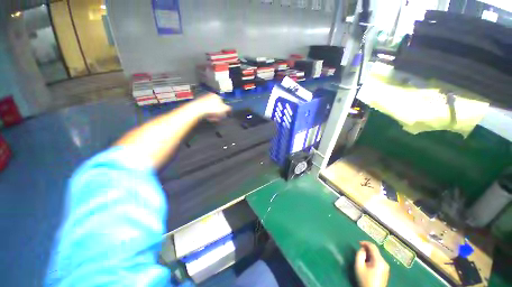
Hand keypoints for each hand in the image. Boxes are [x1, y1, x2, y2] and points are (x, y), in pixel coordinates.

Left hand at [193, 93, 231, 121]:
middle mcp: (210, 96)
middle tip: (218, 117)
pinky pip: (206, 110)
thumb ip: (228, 109)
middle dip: (218, 113)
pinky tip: (208, 117)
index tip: (223, 115)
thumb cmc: (211, 108)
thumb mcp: (224, 109)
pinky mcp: (199, 104)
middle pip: (217, 106)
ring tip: (213, 118)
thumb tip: (230, 109)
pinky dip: (208, 114)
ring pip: (212, 109)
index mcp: (216, 96)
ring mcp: (204, 100)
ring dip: (213, 114)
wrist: (198, 109)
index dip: (223, 110)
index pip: (223, 103)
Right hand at [355, 241, 389, 286]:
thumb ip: (359, 255)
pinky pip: (378, 261)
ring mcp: (386, 267)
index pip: (373, 246)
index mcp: (379, 260)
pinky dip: (372, 259)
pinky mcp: (386, 271)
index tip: (358, 243)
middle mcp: (385, 262)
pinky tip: (368, 264)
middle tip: (359, 252)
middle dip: (367, 250)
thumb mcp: (359, 266)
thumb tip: (362, 249)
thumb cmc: (365, 279)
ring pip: (377, 256)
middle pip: (375, 251)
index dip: (365, 242)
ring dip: (369, 255)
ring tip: (363, 259)